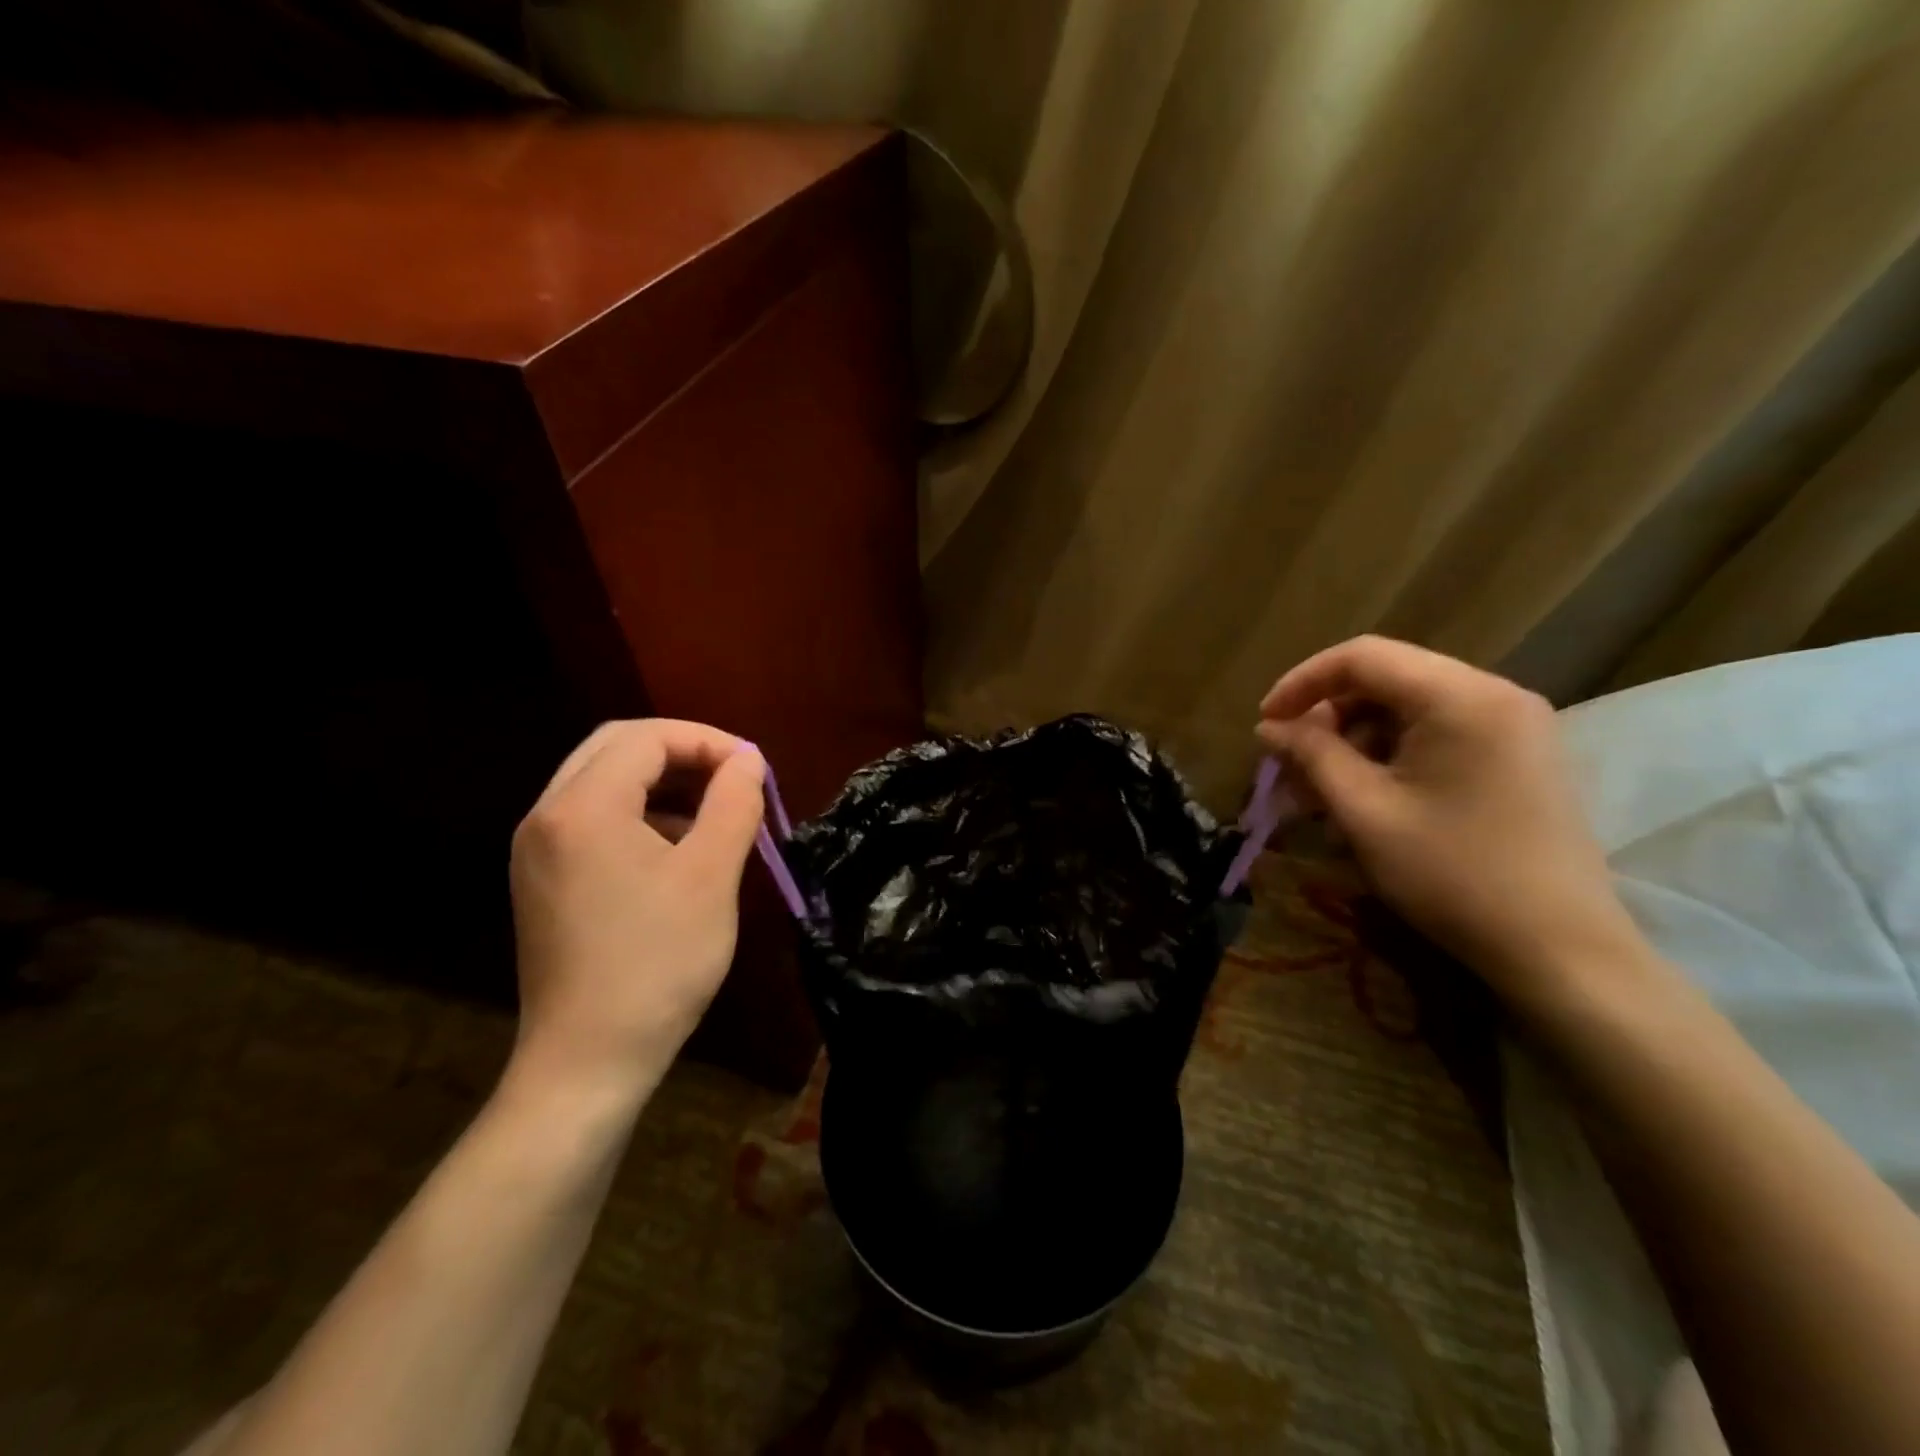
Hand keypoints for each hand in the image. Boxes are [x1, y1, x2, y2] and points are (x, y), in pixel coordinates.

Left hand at [506, 719, 766, 1098]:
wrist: (588, 1061)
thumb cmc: (658, 963)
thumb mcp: (711, 876)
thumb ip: (733, 803)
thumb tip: (748, 761)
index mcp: (582, 807)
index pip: (646, 737)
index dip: (707, 740)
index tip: (753, 769)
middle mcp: (547, 816)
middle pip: (616, 748)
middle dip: (681, 751)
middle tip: (732, 776)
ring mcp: (537, 850)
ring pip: (602, 782)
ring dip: (661, 782)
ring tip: (714, 811)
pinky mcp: (542, 880)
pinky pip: (592, 819)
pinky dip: (639, 814)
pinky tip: (678, 848)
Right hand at [1256, 636, 1647, 1006]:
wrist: (1562, 951)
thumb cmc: (1453, 875)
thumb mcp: (1365, 812)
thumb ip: (1312, 755)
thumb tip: (1269, 726)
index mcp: (1461, 697)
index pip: (1362, 657)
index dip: (1301, 683)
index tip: (1265, 724)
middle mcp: (1495, 694)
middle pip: (1387, 678)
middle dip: (1328, 716)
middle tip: (1291, 764)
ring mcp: (1516, 725)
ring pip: (1410, 706)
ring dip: (1357, 738)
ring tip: (1324, 790)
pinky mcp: (1521, 755)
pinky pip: (1440, 732)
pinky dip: (1393, 753)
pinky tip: (1370, 796)